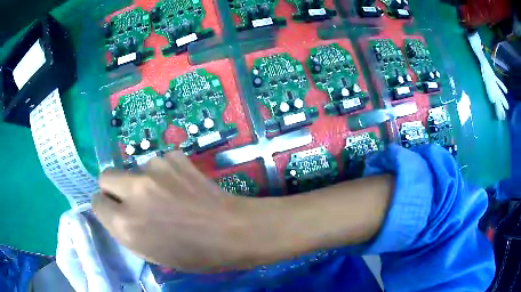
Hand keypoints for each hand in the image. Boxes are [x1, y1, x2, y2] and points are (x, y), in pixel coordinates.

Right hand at [92, 151, 262, 271]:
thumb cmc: (193, 254)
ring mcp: (153, 169)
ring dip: (142, 180)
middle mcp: (133, 192)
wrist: (231, 231)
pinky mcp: (173, 157)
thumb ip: (125, 229)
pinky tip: (181, 184)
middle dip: (113, 187)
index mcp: (126, 224)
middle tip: (132, 198)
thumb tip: (114, 211)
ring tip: (166, 194)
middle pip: (106, 176)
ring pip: (133, 169)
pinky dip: (164, 172)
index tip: (114, 209)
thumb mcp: (150, 252)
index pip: (97, 203)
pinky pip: (158, 162)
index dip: (105, 206)